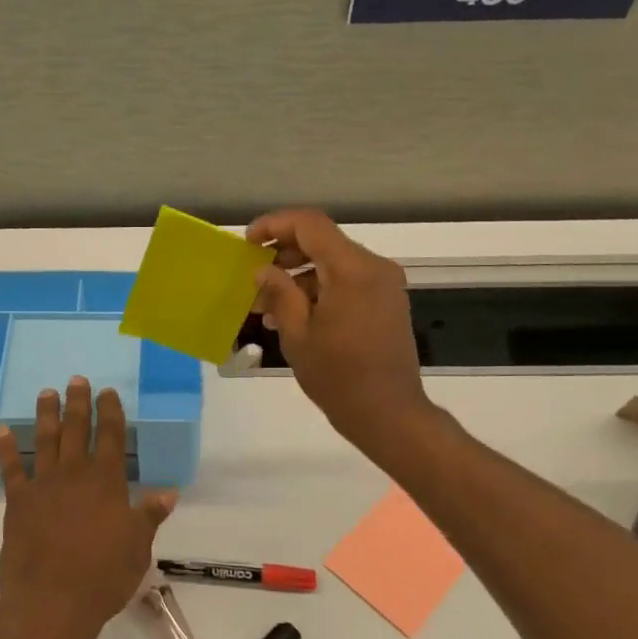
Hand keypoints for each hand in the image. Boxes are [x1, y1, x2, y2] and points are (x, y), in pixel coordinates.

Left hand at [0, 377, 177, 638]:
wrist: (52, 603)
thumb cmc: (103, 576)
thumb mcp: (138, 547)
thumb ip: (149, 515)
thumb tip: (168, 492)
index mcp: (107, 482)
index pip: (112, 437)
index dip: (111, 412)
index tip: (107, 391)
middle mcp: (74, 475)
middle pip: (77, 429)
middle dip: (78, 403)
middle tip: (76, 380)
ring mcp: (43, 486)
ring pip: (45, 440)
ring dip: (46, 415)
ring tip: (46, 393)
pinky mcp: (17, 502)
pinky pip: (11, 469)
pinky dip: (6, 449)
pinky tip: (2, 431)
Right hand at [247, 210, 438, 459]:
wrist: (389, 413)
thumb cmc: (338, 377)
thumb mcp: (297, 335)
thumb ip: (279, 294)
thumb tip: (262, 269)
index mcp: (353, 270)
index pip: (310, 224)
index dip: (275, 224)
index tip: (248, 242)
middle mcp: (374, 268)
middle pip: (323, 241)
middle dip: (285, 253)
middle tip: (254, 276)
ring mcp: (384, 284)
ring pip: (333, 262)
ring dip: (299, 275)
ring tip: (267, 304)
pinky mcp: (386, 302)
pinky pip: (347, 281)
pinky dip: (319, 289)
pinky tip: (293, 315)